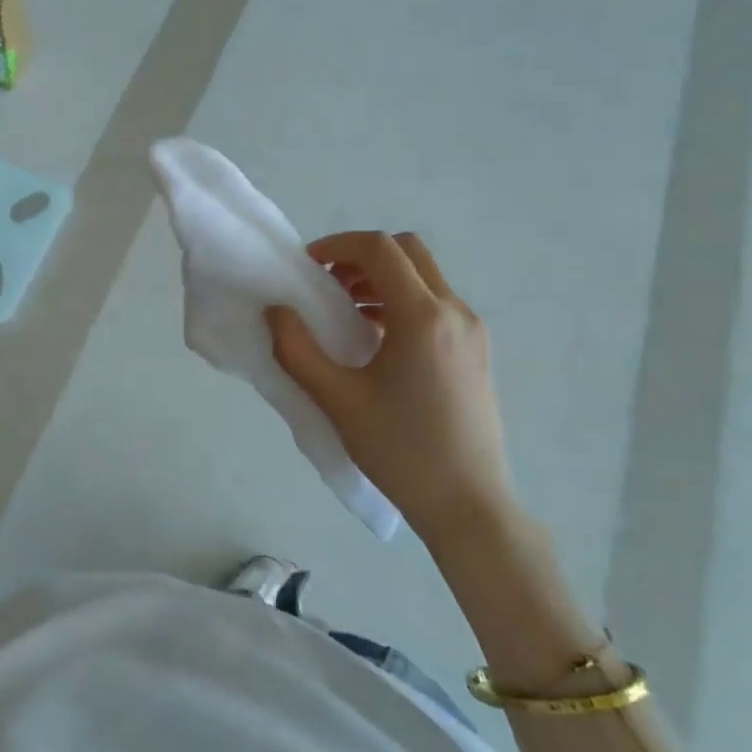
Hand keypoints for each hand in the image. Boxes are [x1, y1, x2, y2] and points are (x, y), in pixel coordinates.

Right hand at [267, 231, 516, 550]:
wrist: (469, 506)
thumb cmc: (400, 451)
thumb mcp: (337, 400)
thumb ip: (297, 349)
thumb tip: (275, 310)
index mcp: (423, 317)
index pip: (380, 249)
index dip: (338, 245)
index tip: (307, 266)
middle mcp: (455, 312)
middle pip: (407, 251)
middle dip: (361, 256)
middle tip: (327, 284)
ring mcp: (472, 331)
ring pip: (424, 276)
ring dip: (381, 278)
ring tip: (345, 313)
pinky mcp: (477, 351)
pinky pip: (435, 304)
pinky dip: (401, 301)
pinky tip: (375, 339)